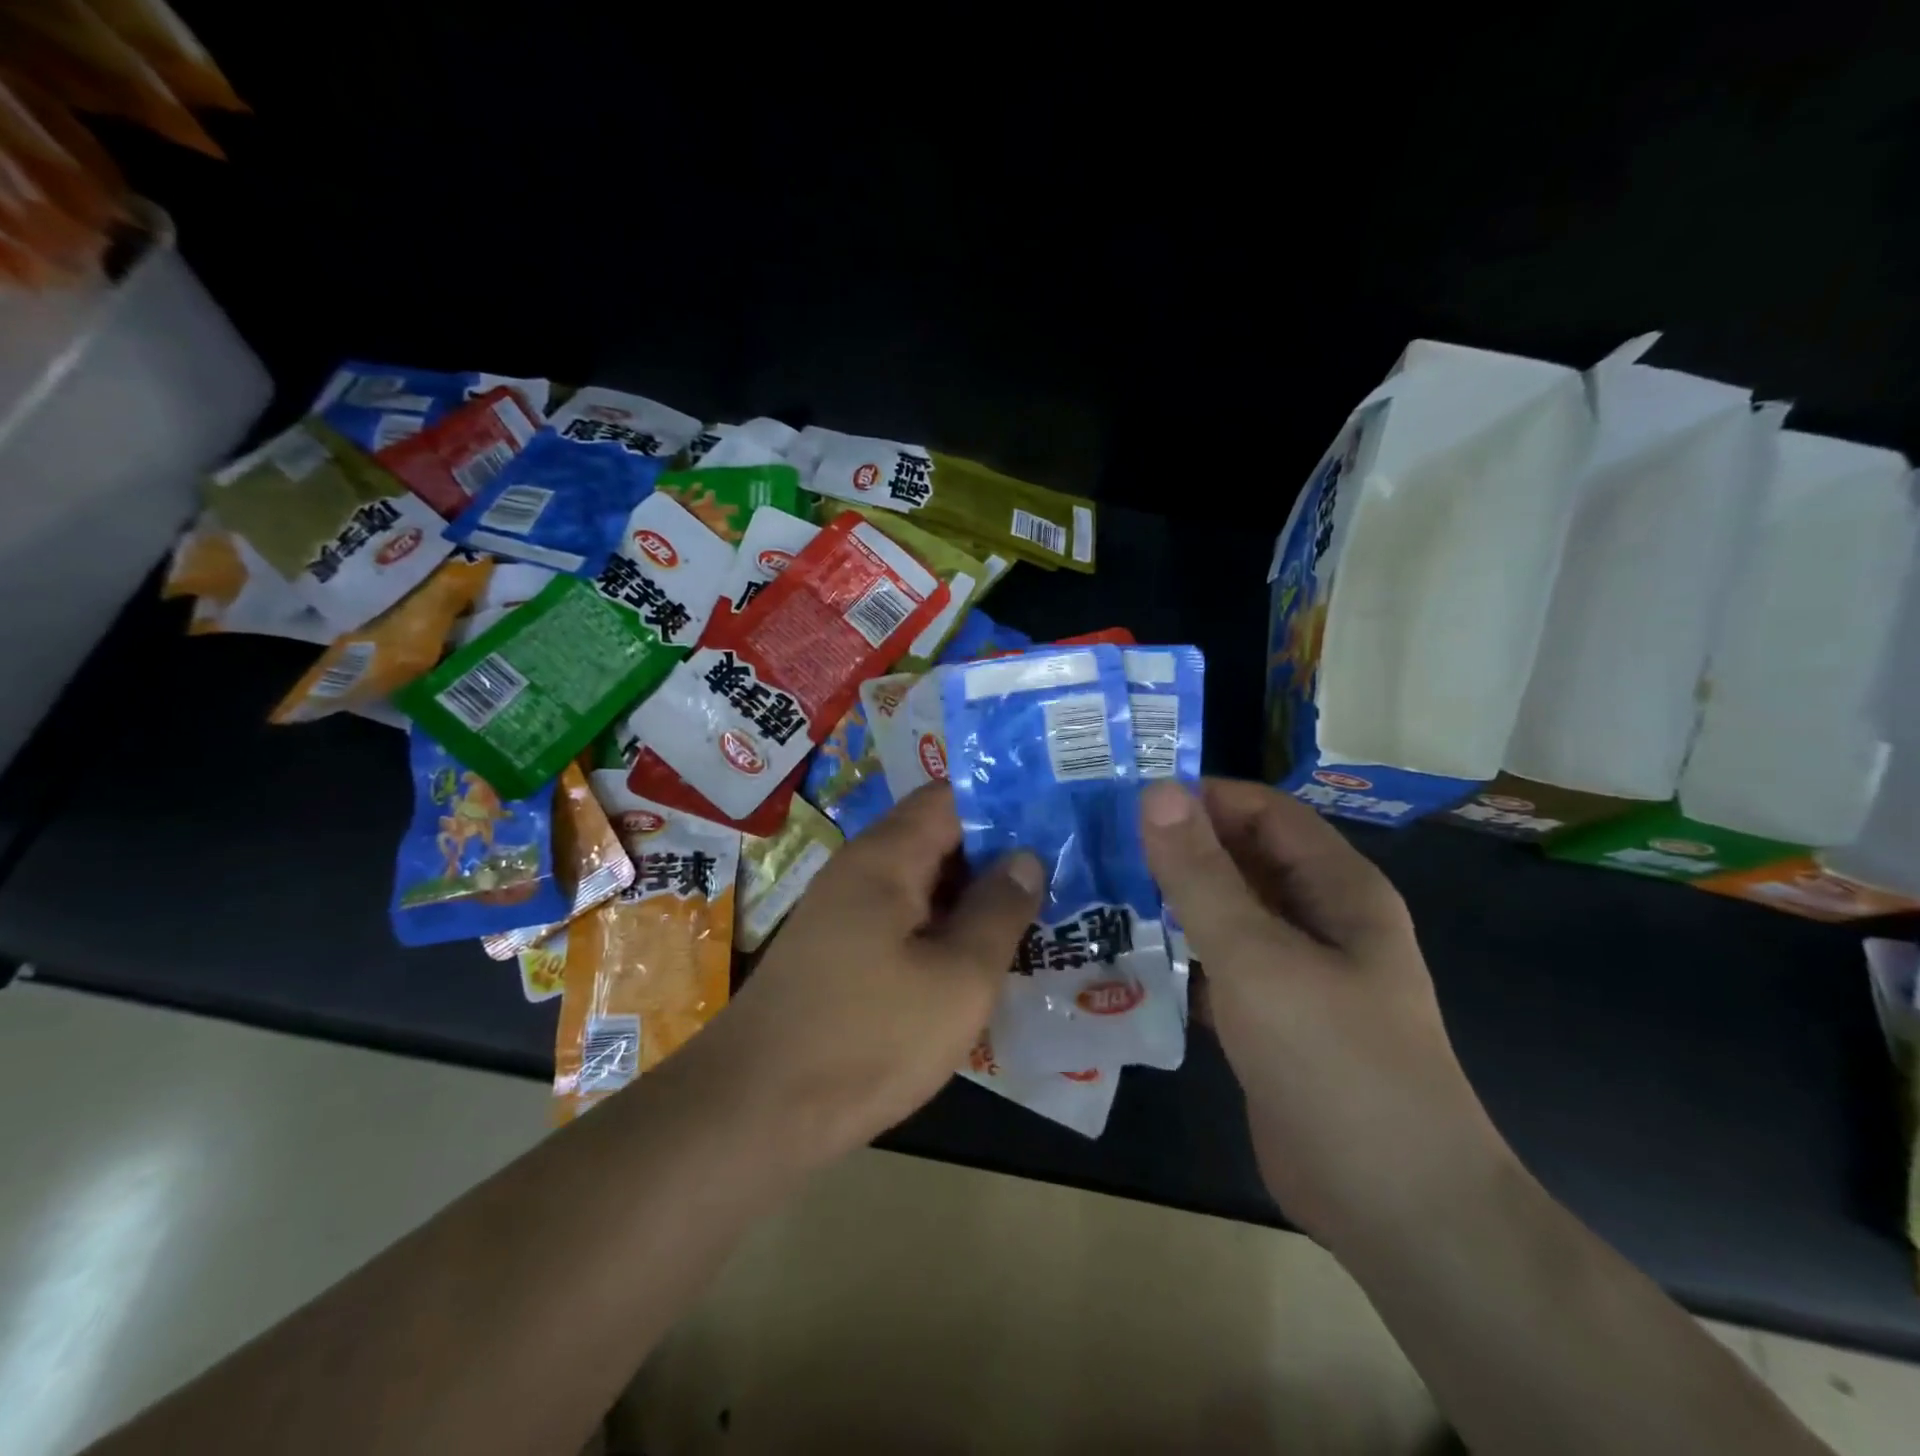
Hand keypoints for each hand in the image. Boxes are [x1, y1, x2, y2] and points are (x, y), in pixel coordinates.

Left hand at [695, 782, 1043, 1163]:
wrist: (754, 1110)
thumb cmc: (867, 1038)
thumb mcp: (958, 979)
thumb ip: (998, 911)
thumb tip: (1026, 856)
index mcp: (887, 857)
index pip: (951, 796)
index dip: (1005, 801)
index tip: (1057, 817)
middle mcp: (860, 869)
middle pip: (937, 835)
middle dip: (996, 850)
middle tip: (1060, 870)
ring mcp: (844, 910)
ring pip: (922, 880)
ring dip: (971, 892)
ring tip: (1034, 910)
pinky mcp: (839, 950)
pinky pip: (903, 917)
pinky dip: (943, 924)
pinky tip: (979, 954)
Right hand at [1138, 778, 1514, 1247]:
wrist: (1393, 1206)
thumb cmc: (1334, 1061)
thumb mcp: (1258, 957)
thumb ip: (1202, 875)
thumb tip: (1158, 792)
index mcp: (1336, 888)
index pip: (1263, 811)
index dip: (1201, 797)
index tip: (1126, 797)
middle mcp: (1318, 920)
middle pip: (1240, 860)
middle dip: (1176, 848)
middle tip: (1097, 843)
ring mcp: (1294, 973)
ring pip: (1224, 914)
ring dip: (1169, 902)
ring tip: (1097, 888)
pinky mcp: (1268, 1018)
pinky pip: (1216, 966)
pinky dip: (1175, 955)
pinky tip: (1121, 954)